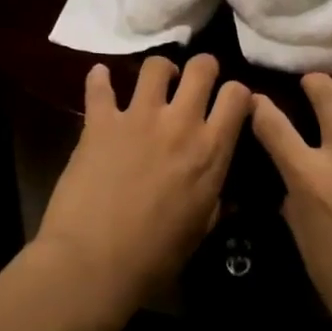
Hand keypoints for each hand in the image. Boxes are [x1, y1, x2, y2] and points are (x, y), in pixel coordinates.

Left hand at [35, 54, 249, 323]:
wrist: (94, 264)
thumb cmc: (155, 258)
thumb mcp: (201, 229)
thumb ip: (215, 199)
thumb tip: (225, 192)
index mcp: (211, 151)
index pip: (237, 96)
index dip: (237, 93)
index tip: (229, 102)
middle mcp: (180, 123)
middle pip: (201, 67)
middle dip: (203, 67)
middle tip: (194, 82)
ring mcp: (139, 117)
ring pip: (156, 66)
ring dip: (159, 70)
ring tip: (155, 83)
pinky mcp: (101, 121)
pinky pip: (100, 86)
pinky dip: (99, 79)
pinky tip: (101, 77)